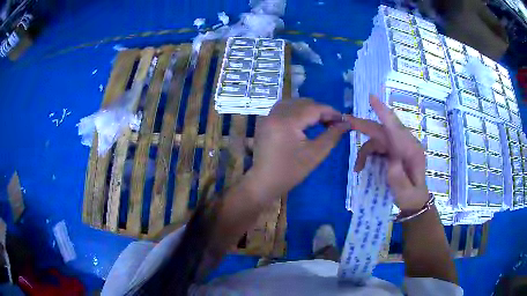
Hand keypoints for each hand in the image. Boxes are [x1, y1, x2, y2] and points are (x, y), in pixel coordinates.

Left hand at [246, 99, 350, 201]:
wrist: (264, 182)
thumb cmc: (291, 172)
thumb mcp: (315, 154)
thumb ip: (332, 136)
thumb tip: (346, 124)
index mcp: (286, 121)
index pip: (313, 108)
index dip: (331, 112)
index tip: (343, 119)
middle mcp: (275, 114)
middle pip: (303, 103)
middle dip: (320, 110)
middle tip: (333, 122)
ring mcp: (268, 116)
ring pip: (293, 103)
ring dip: (308, 108)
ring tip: (320, 121)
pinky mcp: (266, 121)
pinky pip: (284, 108)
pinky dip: (296, 110)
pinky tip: (304, 121)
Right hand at [346, 95, 428, 211]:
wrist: (415, 200)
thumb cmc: (412, 197)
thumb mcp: (407, 194)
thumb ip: (400, 180)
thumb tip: (390, 162)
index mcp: (412, 151)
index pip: (397, 129)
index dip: (384, 113)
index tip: (372, 99)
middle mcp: (405, 144)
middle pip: (383, 129)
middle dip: (364, 125)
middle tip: (346, 120)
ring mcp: (399, 146)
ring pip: (377, 139)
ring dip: (365, 151)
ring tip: (357, 168)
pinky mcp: (393, 150)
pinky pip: (377, 146)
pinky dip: (367, 154)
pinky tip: (361, 166)